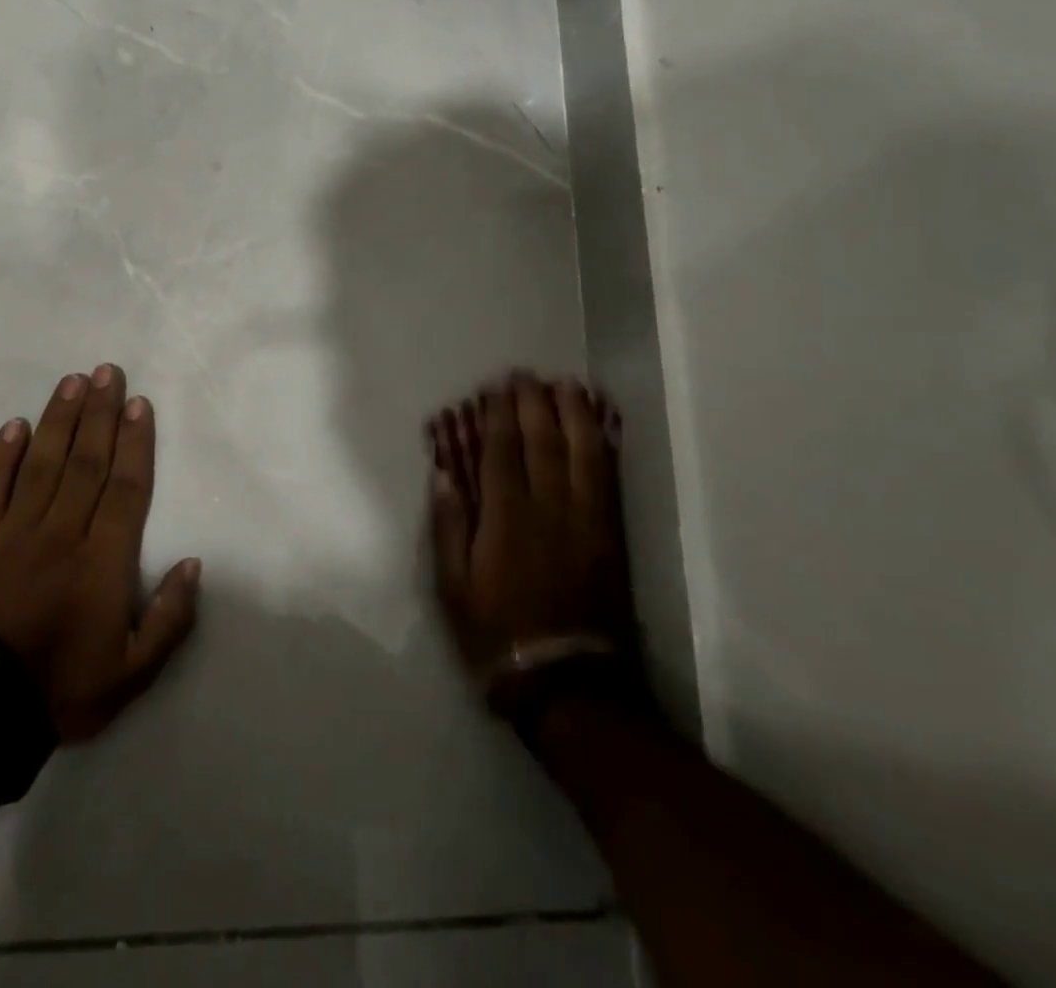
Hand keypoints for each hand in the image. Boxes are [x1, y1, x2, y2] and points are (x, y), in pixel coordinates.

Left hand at [0, 364, 201, 741]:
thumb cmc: (62, 690)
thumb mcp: (134, 673)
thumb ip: (170, 618)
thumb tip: (193, 563)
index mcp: (103, 561)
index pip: (126, 486)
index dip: (136, 441)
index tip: (140, 404)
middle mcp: (61, 533)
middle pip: (87, 461)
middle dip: (101, 413)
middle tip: (109, 372)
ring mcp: (13, 534)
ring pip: (43, 463)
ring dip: (60, 419)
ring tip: (74, 382)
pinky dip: (2, 455)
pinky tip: (16, 425)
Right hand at [426, 372, 639, 711]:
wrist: (567, 681)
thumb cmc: (497, 633)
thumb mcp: (453, 588)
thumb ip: (450, 527)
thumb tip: (443, 474)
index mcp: (507, 519)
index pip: (503, 451)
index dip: (500, 415)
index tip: (496, 388)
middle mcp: (549, 508)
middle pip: (544, 441)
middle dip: (534, 402)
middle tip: (527, 374)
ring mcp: (587, 519)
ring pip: (584, 452)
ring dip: (575, 413)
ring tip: (568, 385)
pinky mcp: (611, 534)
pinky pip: (610, 478)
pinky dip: (604, 446)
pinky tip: (600, 426)